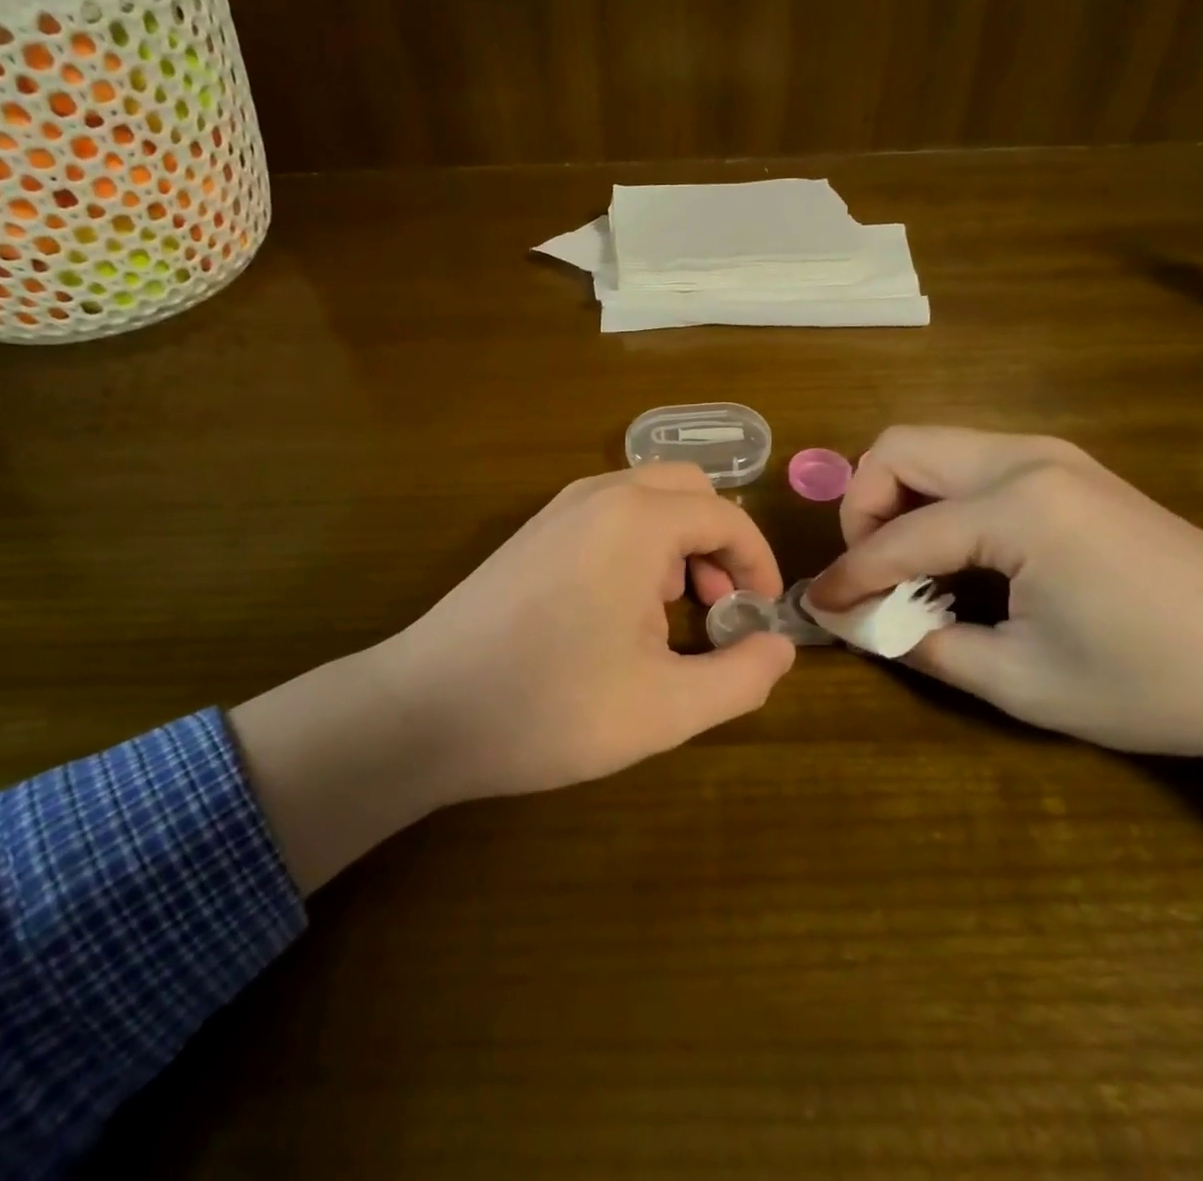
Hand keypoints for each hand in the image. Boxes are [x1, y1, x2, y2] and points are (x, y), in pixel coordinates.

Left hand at [379, 462, 795, 799]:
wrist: (423, 711)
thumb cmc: (548, 708)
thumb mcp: (665, 709)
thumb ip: (740, 677)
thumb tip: (780, 646)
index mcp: (637, 521)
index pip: (726, 517)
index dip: (758, 565)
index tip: (761, 617)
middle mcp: (599, 496)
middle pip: (688, 491)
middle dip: (718, 543)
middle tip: (717, 608)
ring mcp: (558, 509)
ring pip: (647, 499)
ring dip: (678, 544)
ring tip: (671, 615)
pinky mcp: (532, 533)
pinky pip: (608, 516)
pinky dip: (638, 546)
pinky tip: (620, 611)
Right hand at [808, 426, 1202, 852]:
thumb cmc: (1156, 683)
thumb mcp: (1022, 681)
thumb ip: (921, 644)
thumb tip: (852, 622)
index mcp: (1018, 507)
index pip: (897, 536)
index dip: (848, 576)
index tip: (817, 608)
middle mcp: (1026, 457)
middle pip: (898, 448)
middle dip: (863, 507)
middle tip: (871, 571)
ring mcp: (1050, 454)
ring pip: (930, 446)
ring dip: (897, 497)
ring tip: (907, 565)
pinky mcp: (1065, 468)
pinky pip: (968, 462)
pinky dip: (936, 498)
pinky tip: (955, 554)